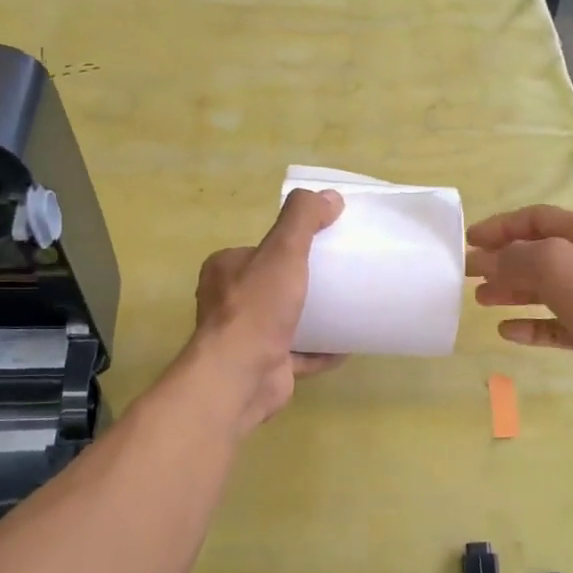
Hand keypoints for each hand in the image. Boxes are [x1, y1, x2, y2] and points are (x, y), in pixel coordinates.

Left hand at [191, 188, 344, 431]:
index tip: (322, 246)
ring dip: (313, 317)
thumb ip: (303, 219)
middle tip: (340, 278)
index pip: (259, 250)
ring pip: (285, 321)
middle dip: (303, 283)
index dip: (287, 246)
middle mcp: (228, 303)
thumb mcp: (283, 251)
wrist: (242, 375)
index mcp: (225, 270)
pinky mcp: (265, 366)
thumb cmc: (258, 308)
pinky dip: (321, 350)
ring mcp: (246, 338)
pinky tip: (347, 346)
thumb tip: (330, 197)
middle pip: (273, 285)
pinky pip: (299, 354)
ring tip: (348, 308)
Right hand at [467, 205, 572, 406]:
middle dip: (501, 260)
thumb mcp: (551, 262)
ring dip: (510, 291)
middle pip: (537, 254)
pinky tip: (506, 331)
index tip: (469, 240)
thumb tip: (484, 260)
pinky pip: (552, 324)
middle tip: (468, 273)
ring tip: (480, 300)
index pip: (536, 219)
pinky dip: (529, 325)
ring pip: (542, 289)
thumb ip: (512, 256)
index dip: (500, 226)